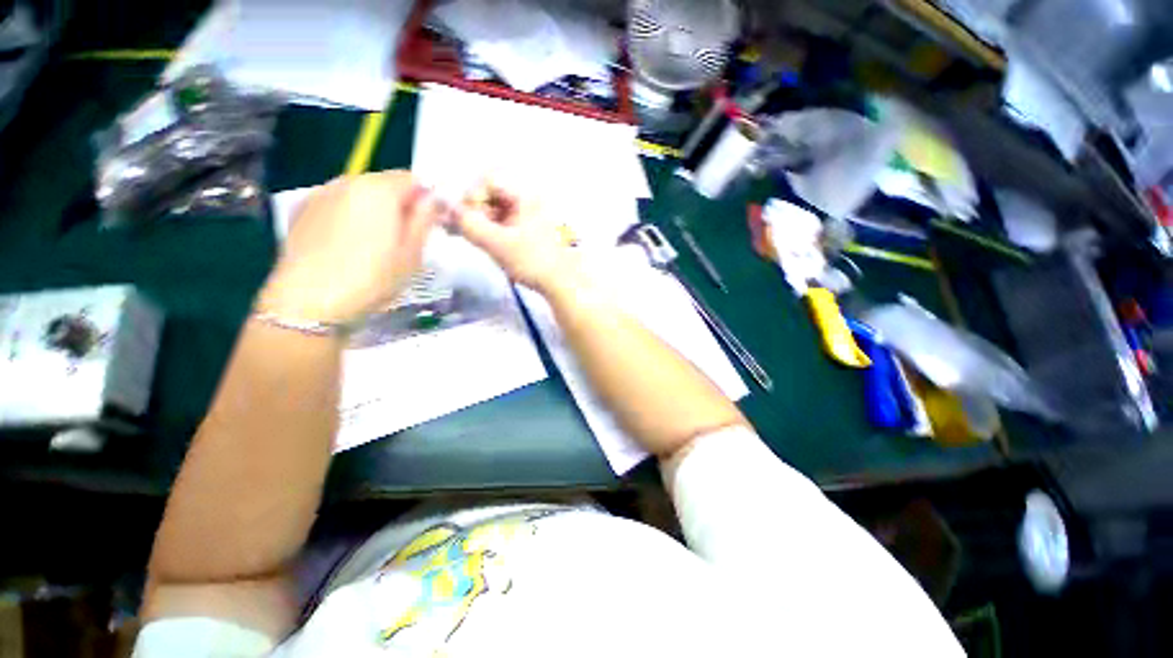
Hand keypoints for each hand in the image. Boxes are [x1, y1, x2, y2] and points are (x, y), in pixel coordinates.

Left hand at [258, 171, 444, 323]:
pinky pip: (336, 204)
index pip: (413, 179)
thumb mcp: (412, 252)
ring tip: (375, 244)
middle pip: (384, 184)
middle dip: (399, 204)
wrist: (310, 302)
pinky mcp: (301, 210)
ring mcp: (320, 194)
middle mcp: (348, 181)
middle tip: (405, 237)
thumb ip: (425, 219)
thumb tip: (435, 198)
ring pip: (359, 194)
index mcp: (379, 189)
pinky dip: (348, 216)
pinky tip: (347, 244)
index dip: (426, 198)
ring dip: (373, 210)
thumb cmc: (372, 277)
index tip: (430, 222)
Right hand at [455, 181, 578, 294]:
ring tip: (476, 240)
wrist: (566, 284)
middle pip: (495, 193)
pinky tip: (491, 244)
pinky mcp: (537, 230)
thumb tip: (446, 207)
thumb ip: (469, 224)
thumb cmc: (534, 262)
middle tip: (463, 229)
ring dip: (484, 221)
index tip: (462, 216)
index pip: (489, 179)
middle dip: (475, 210)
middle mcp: (533, 199)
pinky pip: (511, 222)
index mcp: (526, 195)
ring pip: (501, 209)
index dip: (471, 195)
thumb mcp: (498, 244)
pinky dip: (497, 230)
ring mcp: (537, 215)